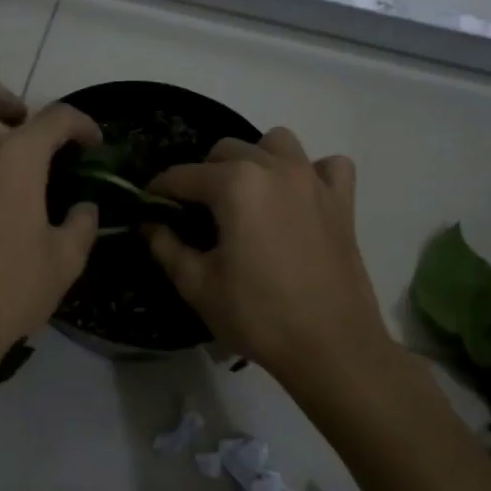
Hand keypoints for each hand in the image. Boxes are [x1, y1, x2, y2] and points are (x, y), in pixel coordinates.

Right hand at [145, 128, 390, 378]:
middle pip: (227, 150)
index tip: (147, 206)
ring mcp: (314, 180)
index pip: (183, 175)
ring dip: (254, 160)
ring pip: (276, 144)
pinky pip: (326, 166)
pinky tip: (298, 198)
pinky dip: (310, 172)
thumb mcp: (197, 285)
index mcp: (236, 185)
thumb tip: (149, 225)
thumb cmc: (258, 316)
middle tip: (194, 211)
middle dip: (203, 174)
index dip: (158, 190)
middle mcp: (275, 168)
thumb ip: (166, 247)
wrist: (331, 347)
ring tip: (245, 196)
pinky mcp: (343, 201)